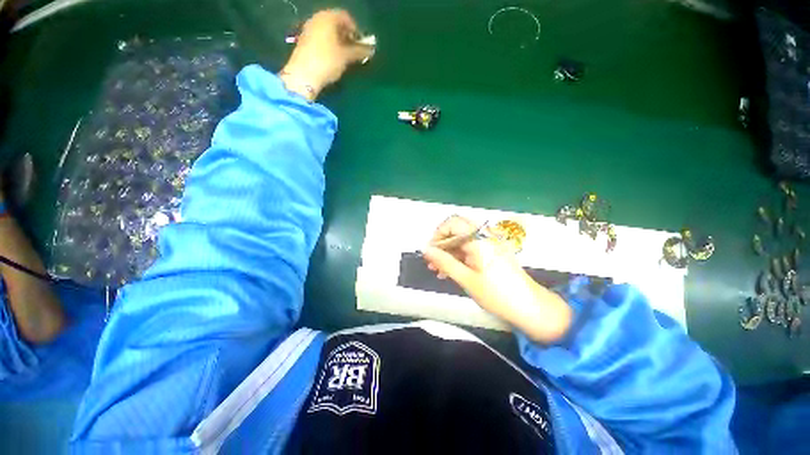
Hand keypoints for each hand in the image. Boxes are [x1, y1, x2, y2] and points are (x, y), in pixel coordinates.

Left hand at [280, 9, 373, 100]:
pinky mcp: (304, 40)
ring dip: (338, 42)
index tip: (361, 45)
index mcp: (328, 17)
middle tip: (354, 51)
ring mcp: (308, 28)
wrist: (303, 75)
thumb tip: (371, 49)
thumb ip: (359, 51)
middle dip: (347, 36)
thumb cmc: (327, 61)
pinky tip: (333, 58)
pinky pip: (321, 38)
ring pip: (328, 31)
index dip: (356, 31)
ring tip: (344, 57)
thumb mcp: (346, 56)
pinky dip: (329, 45)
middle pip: (336, 23)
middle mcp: (317, 18)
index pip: (346, 17)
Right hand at [422, 216, 573, 343]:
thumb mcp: (466, 279)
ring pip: (463, 240)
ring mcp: (490, 243)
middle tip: (432, 262)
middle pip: (457, 230)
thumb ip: (444, 262)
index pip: (453, 223)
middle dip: (442, 244)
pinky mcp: (492, 252)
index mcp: (479, 239)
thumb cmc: (497, 294)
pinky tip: (451, 271)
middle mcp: (485, 235)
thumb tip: (425, 250)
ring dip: (449, 252)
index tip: (430, 251)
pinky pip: (471, 248)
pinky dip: (459, 257)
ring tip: (438, 270)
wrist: (530, 308)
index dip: (438, 234)